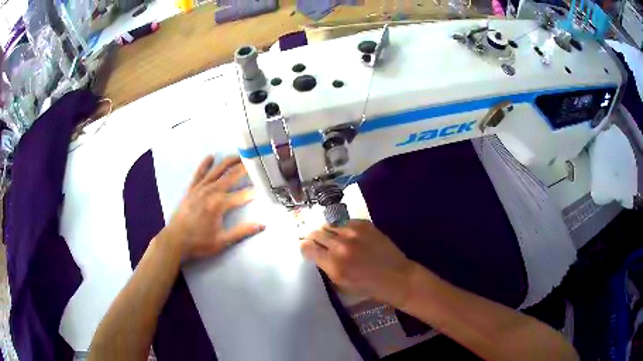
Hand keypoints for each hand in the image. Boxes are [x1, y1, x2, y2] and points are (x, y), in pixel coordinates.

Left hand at [162, 155, 264, 260]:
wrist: (174, 240)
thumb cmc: (199, 242)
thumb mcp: (222, 241)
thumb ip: (242, 231)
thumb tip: (262, 225)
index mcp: (219, 204)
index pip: (242, 195)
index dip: (255, 192)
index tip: (266, 187)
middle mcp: (211, 192)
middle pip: (231, 176)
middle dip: (245, 168)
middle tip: (256, 161)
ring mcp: (200, 188)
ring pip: (217, 171)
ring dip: (229, 162)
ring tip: (239, 155)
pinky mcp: (191, 189)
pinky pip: (199, 173)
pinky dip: (205, 164)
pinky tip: (211, 156)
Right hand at [301, 220, 414, 306]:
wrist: (396, 277)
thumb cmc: (368, 287)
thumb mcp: (341, 283)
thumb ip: (325, 267)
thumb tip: (315, 253)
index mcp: (333, 264)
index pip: (308, 247)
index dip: (304, 246)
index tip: (306, 247)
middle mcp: (340, 246)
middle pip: (316, 233)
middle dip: (313, 237)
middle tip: (315, 241)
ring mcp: (353, 232)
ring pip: (329, 224)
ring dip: (326, 230)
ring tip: (330, 236)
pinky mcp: (365, 224)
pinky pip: (344, 221)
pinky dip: (341, 227)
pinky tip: (346, 234)